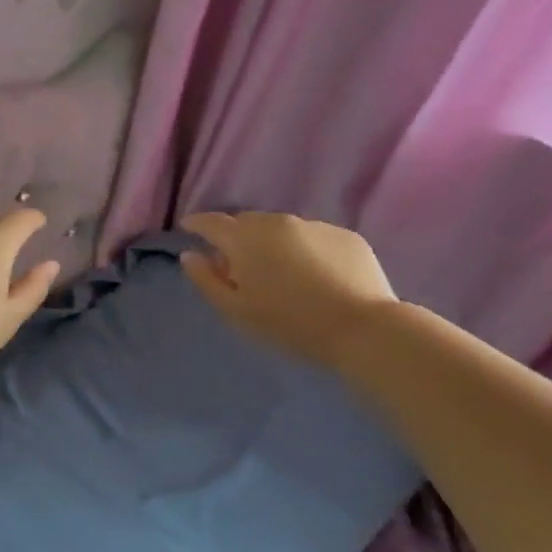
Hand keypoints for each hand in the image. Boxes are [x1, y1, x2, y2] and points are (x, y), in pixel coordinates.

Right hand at [179, 211, 398, 368]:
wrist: (362, 328)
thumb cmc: (289, 323)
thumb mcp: (236, 310)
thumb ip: (206, 280)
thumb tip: (191, 255)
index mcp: (245, 239)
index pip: (211, 222)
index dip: (197, 223)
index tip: (189, 228)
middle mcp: (277, 222)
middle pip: (247, 222)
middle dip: (237, 237)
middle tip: (238, 264)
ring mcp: (314, 226)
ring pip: (281, 229)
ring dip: (272, 243)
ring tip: (280, 271)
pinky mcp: (345, 236)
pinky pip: (313, 238)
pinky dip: (305, 250)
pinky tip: (314, 276)